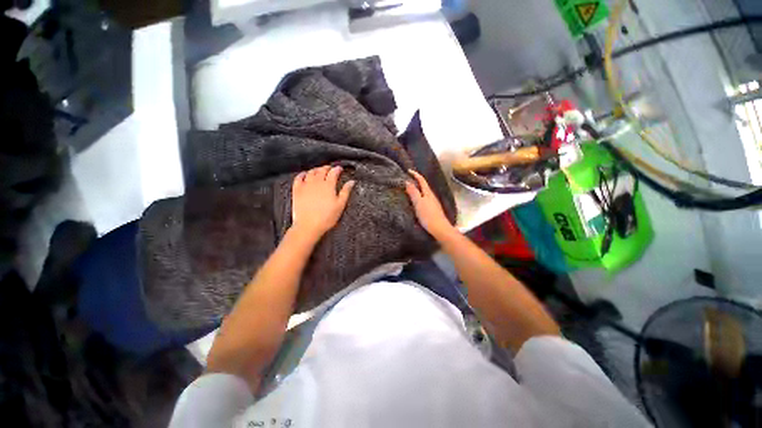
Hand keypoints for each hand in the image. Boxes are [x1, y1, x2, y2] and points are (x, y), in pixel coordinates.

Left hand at [291, 165, 354, 240]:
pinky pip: (298, 178)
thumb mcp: (340, 205)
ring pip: (311, 172)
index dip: (337, 169)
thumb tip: (351, 182)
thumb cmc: (326, 217)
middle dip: (327, 167)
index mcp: (328, 185)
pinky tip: (304, 174)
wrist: (309, 225)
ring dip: (316, 169)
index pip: (333, 172)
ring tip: (319, 170)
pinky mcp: (297, 190)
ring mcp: (305, 185)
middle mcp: (316, 182)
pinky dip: (302, 174)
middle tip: (330, 168)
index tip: (340, 168)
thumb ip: (346, 191)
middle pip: (322, 170)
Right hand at [405, 169, 455, 239]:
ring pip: (424, 193)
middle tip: (407, 180)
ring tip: (409, 190)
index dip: (415, 174)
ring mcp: (433, 203)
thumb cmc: (428, 215)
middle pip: (423, 186)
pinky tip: (415, 202)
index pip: (421, 180)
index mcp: (428, 193)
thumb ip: (413, 192)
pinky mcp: (432, 209)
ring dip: (417, 190)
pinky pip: (424, 199)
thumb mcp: (418, 203)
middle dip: (416, 181)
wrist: (439, 228)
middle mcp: (431, 196)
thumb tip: (407, 182)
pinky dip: (419, 197)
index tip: (408, 170)